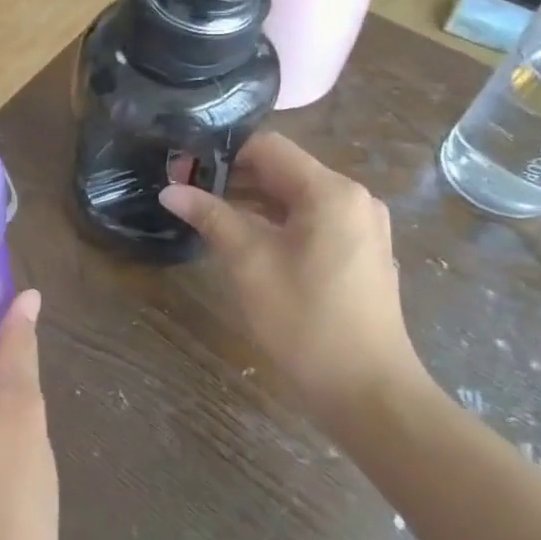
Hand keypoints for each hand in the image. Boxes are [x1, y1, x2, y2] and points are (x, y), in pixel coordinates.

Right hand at [160, 133, 430, 434]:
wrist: (369, 392)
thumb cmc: (305, 321)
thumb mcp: (249, 263)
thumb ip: (211, 217)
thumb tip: (171, 190)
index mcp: (330, 192)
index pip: (268, 147)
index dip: (220, 152)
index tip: (181, 169)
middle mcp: (353, 199)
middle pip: (283, 170)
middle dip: (232, 177)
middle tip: (185, 192)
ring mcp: (361, 227)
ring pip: (296, 197)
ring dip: (251, 201)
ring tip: (206, 214)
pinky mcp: (360, 253)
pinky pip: (311, 221)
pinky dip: (276, 222)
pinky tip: (244, 239)